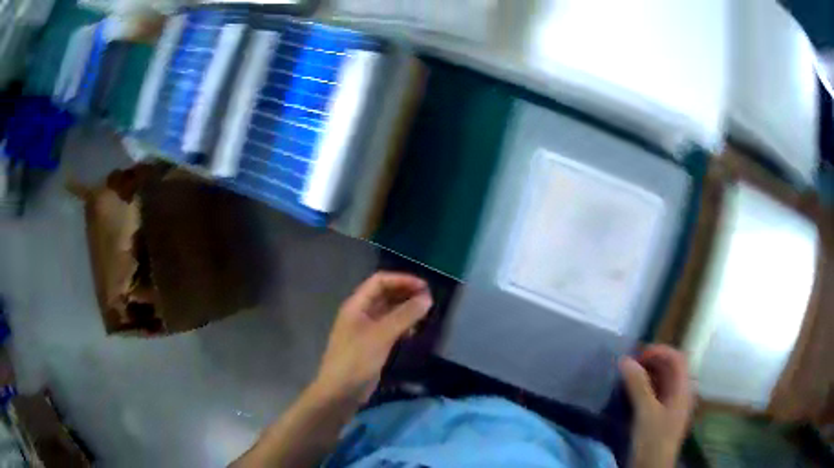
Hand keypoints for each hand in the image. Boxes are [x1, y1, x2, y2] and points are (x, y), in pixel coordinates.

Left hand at [312, 272, 432, 403]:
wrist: (340, 392)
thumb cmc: (357, 360)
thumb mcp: (381, 335)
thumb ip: (404, 315)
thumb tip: (427, 298)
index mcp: (356, 305)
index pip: (380, 281)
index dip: (402, 280)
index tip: (425, 287)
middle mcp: (360, 313)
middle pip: (384, 295)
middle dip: (405, 294)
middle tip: (429, 300)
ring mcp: (365, 330)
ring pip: (388, 312)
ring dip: (405, 310)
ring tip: (425, 315)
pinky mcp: (371, 345)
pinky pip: (389, 328)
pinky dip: (402, 326)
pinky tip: (414, 332)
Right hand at [620, 345, 693, 467]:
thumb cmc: (653, 440)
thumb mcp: (646, 413)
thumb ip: (638, 386)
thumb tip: (626, 360)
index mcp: (683, 389)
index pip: (677, 358)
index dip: (660, 351)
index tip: (638, 356)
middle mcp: (680, 394)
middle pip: (669, 369)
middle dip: (650, 363)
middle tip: (628, 366)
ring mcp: (671, 407)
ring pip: (661, 383)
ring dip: (645, 377)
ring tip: (625, 379)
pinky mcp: (660, 418)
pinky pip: (654, 396)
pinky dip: (643, 390)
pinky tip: (628, 396)